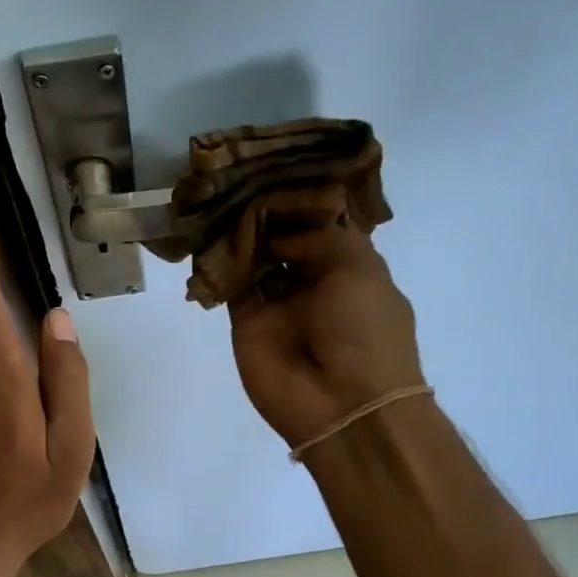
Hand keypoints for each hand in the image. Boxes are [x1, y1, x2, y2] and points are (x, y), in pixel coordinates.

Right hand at [227, 187, 424, 448]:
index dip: (304, 202)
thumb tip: (281, 232)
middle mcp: (314, 284)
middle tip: (243, 177)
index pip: (323, 228)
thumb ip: (322, 237)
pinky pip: (232, 286)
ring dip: (243, 234)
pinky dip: (222, 262)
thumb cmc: (365, 333)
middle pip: (286, 240)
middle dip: (269, 213)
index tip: (280, 170)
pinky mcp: (246, 324)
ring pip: (256, 260)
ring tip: (224, 196)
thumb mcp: (359, 270)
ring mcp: (278, 306)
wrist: (342, 405)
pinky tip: (212, 230)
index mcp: (351, 271)